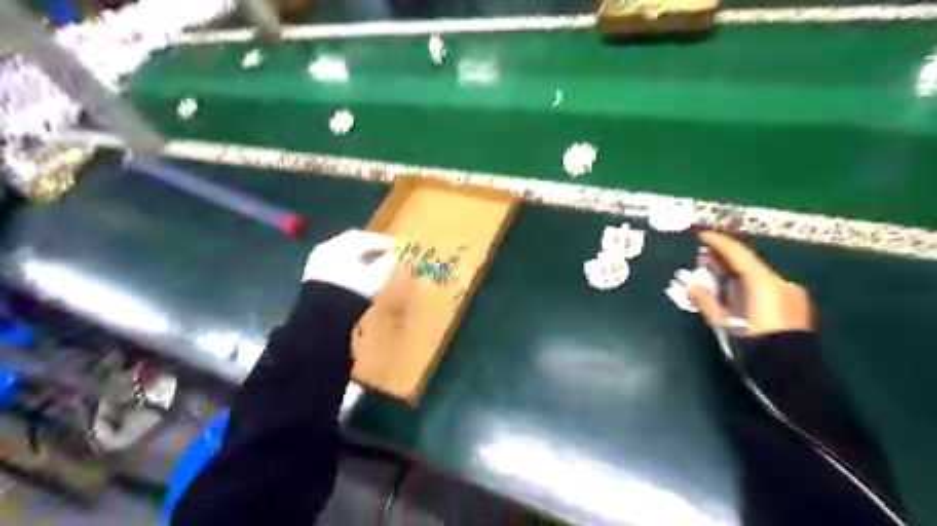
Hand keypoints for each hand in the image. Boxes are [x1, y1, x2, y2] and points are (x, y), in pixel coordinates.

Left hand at [305, 230, 398, 299]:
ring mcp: (318, 258)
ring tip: (370, 261)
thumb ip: (386, 263)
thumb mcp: (376, 278)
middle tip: (383, 250)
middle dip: (369, 245)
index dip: (383, 241)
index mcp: (344, 244)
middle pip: (353, 241)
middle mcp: (329, 246)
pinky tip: (355, 271)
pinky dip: (347, 262)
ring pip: (342, 250)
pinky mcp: (312, 272)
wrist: (322, 314)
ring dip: (357, 253)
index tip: (396, 246)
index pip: (367, 237)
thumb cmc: (353, 291)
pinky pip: (334, 261)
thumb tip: (393, 255)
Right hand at [686, 232, 812, 336]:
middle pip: (749, 264)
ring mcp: (793, 294)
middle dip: (726, 259)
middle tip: (704, 258)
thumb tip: (691, 285)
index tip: (702, 234)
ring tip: (717, 277)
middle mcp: (781, 282)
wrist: (793, 375)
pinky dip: (750, 285)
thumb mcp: (725, 324)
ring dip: (737, 273)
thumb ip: (707, 302)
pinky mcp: (797, 306)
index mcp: (764, 283)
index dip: (719, 242)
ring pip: (759, 276)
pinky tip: (738, 294)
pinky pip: (768, 287)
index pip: (738, 254)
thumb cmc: (755, 346)